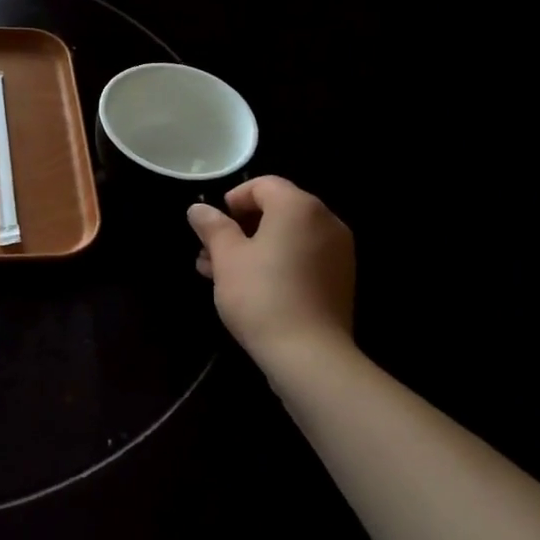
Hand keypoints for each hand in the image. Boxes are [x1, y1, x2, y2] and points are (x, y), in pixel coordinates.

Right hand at [188, 176, 357, 364]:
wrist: (309, 354)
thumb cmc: (261, 296)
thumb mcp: (226, 258)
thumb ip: (212, 227)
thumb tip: (199, 209)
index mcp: (299, 207)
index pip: (263, 185)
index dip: (232, 200)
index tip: (211, 226)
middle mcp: (326, 221)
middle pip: (276, 210)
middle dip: (239, 228)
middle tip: (208, 254)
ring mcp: (338, 251)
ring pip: (287, 237)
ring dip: (253, 248)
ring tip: (219, 275)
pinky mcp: (340, 279)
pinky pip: (303, 257)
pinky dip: (277, 263)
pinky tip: (249, 287)